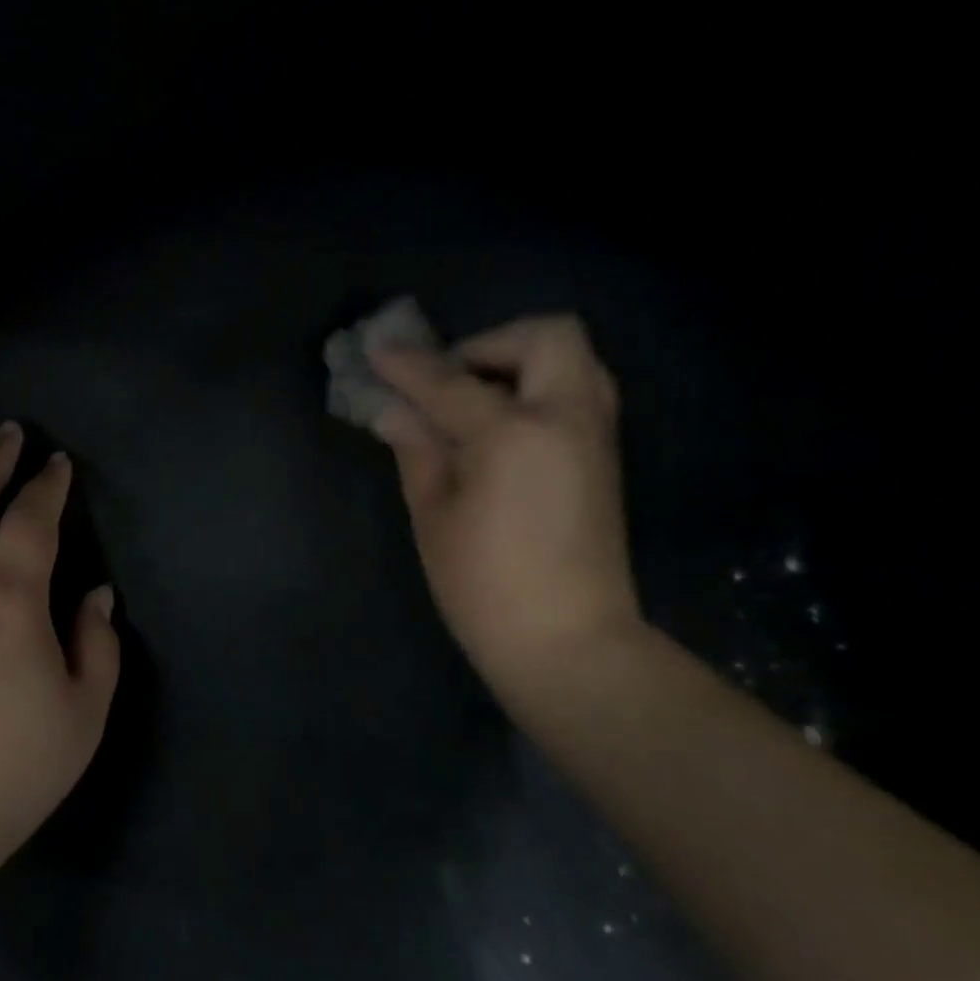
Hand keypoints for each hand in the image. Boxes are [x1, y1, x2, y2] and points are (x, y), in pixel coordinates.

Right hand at [370, 315, 643, 702]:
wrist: (568, 643)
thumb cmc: (484, 586)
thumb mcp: (434, 515)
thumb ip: (417, 450)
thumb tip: (394, 411)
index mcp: (514, 433)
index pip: (449, 381)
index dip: (407, 366)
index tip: (376, 353)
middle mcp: (566, 418)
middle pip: (545, 336)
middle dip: (490, 344)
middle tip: (449, 380)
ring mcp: (594, 436)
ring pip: (572, 359)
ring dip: (520, 363)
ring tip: (475, 401)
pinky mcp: (603, 459)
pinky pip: (577, 393)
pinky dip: (539, 390)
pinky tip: (500, 430)